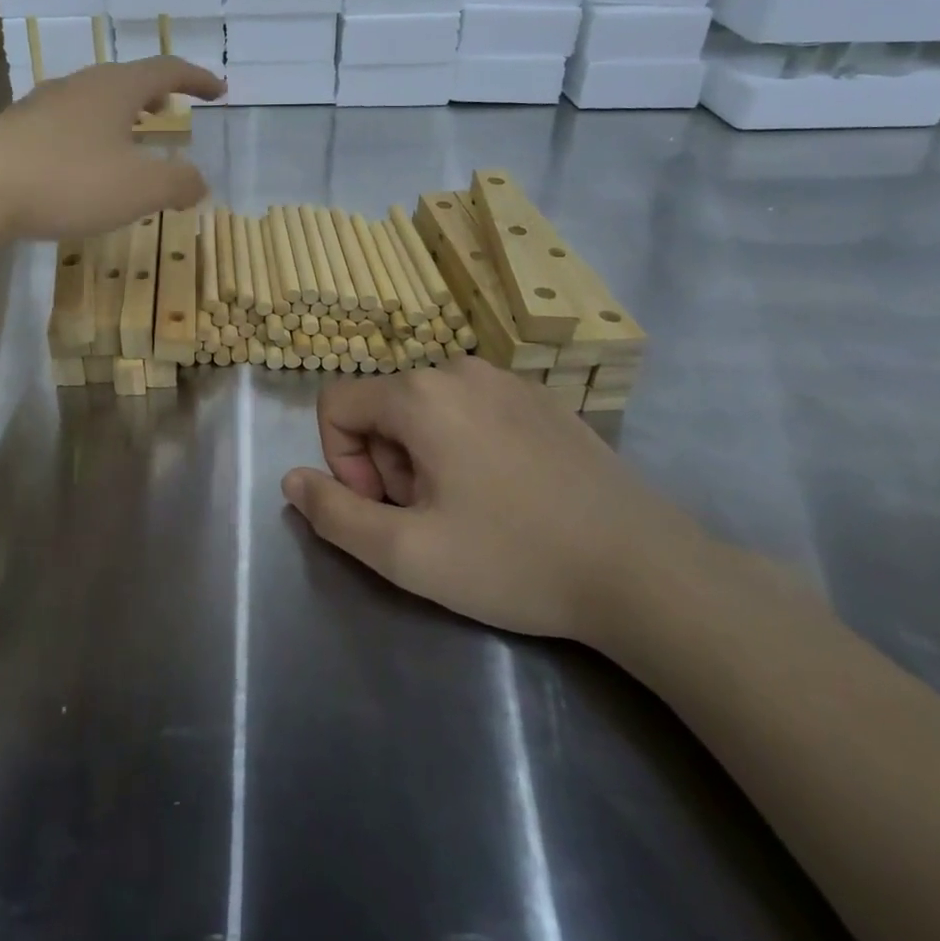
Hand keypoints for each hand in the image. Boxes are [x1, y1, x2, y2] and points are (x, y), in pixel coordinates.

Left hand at [0, 59, 224, 240]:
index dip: (197, 78)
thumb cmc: (69, 180)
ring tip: (132, 138)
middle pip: (127, 80)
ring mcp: (42, 105)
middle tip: (171, 111)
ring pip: (94, 101)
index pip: (167, 70)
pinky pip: (67, 123)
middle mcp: (79, 86)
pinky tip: (84, 164)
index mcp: (115, 88)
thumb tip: (199, 181)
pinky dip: (91, 135)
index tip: (219, 91)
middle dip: (156, 94)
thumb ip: (178, 183)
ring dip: (121, 115)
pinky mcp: (15, 130)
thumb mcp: (139, 189)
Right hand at [281, 358, 701, 645]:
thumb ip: (334, 514)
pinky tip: (509, 495)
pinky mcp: (541, 398)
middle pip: (382, 407)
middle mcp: (457, 369)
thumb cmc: (515, 559)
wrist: (647, 571)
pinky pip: (471, 409)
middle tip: (431, 519)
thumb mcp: (407, 554)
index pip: (335, 405)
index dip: (341, 461)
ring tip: (471, 510)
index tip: (384, 508)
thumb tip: (292, 480)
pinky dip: (465, 446)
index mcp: (419, 394)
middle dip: (387, 464)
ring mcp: (505, 379)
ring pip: (426, 409)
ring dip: (424, 457)